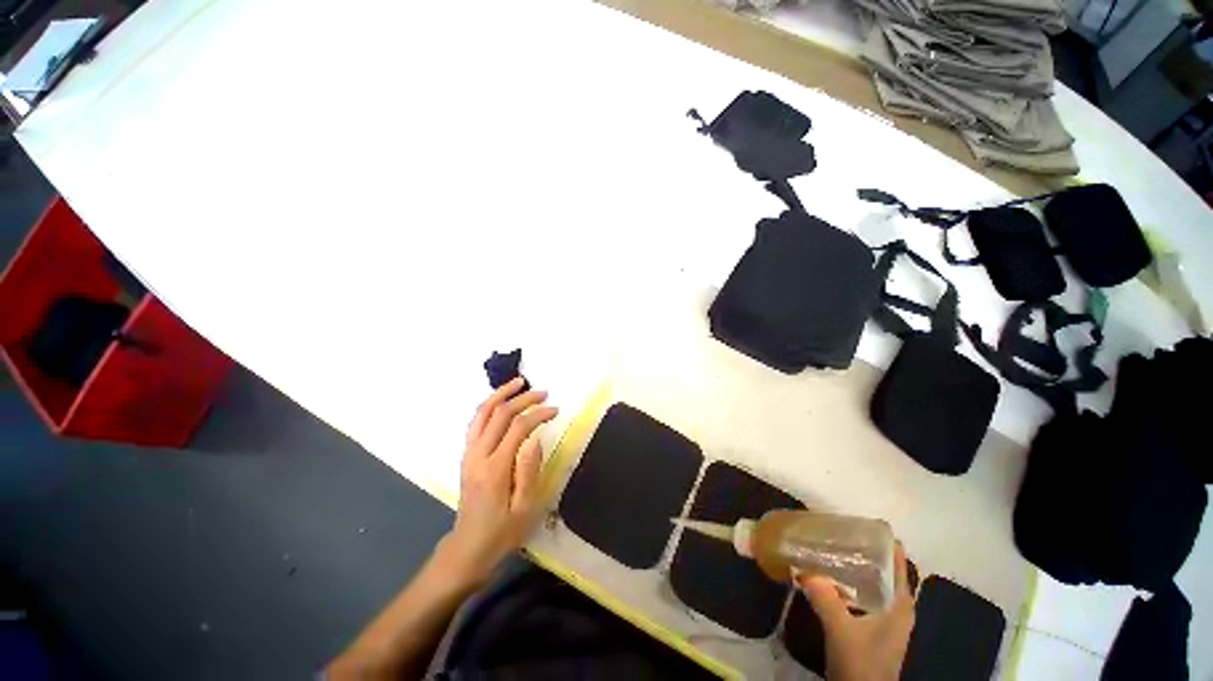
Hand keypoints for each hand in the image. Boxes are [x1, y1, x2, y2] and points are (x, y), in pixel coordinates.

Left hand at [436, 378, 557, 587]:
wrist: (466, 550)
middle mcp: (478, 455)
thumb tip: (536, 437)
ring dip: (500, 394)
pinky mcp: (466, 456)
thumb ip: (529, 471)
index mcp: (495, 468)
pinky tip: (501, 402)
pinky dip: (488, 406)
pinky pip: (475, 422)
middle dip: (523, 398)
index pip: (519, 427)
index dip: (539, 414)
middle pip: (500, 413)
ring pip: (481, 413)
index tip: (555, 410)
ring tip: (518, 383)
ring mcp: (468, 453)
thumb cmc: (501, 533)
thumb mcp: (524, 509)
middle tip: (543, 392)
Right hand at [798, 543, 915, 680]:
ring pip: (872, 581)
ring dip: (854, 565)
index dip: (883, 541)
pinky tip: (828, 576)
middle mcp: (896, 606)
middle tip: (837, 533)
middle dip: (863, 550)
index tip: (860, 524)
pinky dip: (848, 581)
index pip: (898, 562)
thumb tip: (801, 567)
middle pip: (883, 569)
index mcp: (899, 603)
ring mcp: (884, 616)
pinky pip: (861, 593)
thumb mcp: (841, 629)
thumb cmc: (861, 662)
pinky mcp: (871, 625)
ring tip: (829, 548)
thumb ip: (824, 597)